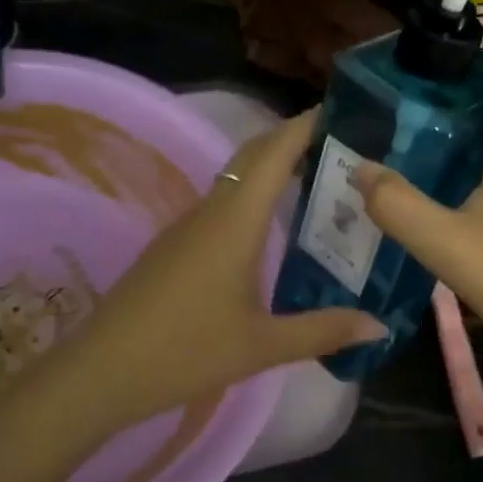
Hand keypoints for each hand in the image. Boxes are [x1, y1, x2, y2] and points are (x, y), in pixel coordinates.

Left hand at [13, 110, 384, 439]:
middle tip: (344, 146)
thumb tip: (380, 325)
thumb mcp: (262, 345)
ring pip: (236, 180)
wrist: (103, 370)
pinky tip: (271, 229)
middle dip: (294, 140)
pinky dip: (253, 198)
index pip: (275, 152)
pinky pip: (222, 205)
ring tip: (319, 181)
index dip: (307, 125)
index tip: (346, 111)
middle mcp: (210, 211)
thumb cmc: (186, 351)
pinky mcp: (174, 246)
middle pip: (254, 156)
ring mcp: (187, 227)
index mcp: (235, 220)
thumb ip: (323, 331)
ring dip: (273, 169)